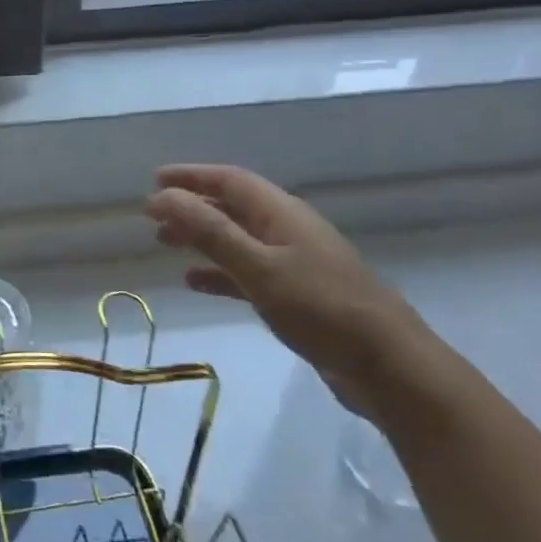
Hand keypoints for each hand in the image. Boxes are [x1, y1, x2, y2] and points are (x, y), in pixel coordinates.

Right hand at [145, 164, 437, 417]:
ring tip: (164, 244)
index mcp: (281, 213)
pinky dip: (219, 272)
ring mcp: (294, 262)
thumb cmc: (320, 307)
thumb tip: (164, 197)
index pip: (229, 180)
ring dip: (201, 237)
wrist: (388, 365)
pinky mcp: (297, 295)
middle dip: (191, 206)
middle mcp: (286, 229)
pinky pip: (247, 272)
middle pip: (231, 207)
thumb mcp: (258, 266)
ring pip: (236, 239)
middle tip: (152, 216)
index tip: (154, 180)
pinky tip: (194, 282)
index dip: (191, 176)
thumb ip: (210, 231)